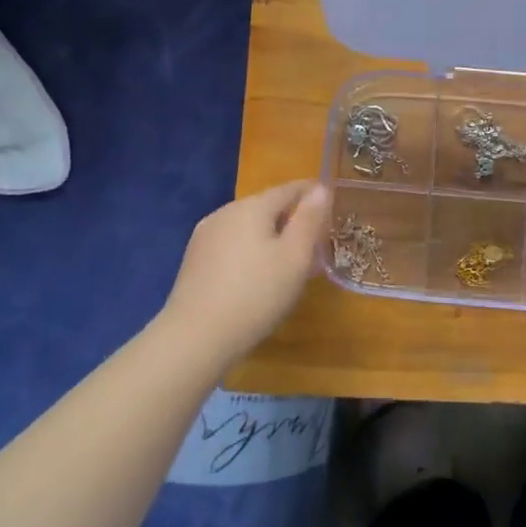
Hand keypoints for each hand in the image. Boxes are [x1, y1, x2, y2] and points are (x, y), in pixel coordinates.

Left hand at [162, 182, 331, 360]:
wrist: (196, 337)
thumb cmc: (256, 294)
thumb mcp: (295, 257)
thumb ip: (310, 220)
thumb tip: (320, 188)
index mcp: (252, 207)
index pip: (289, 189)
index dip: (312, 193)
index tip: (331, 202)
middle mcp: (225, 212)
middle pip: (266, 206)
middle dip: (291, 218)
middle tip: (314, 239)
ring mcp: (205, 236)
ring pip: (247, 226)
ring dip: (269, 236)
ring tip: (288, 260)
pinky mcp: (194, 259)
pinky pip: (231, 244)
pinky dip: (250, 250)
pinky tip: (256, 274)